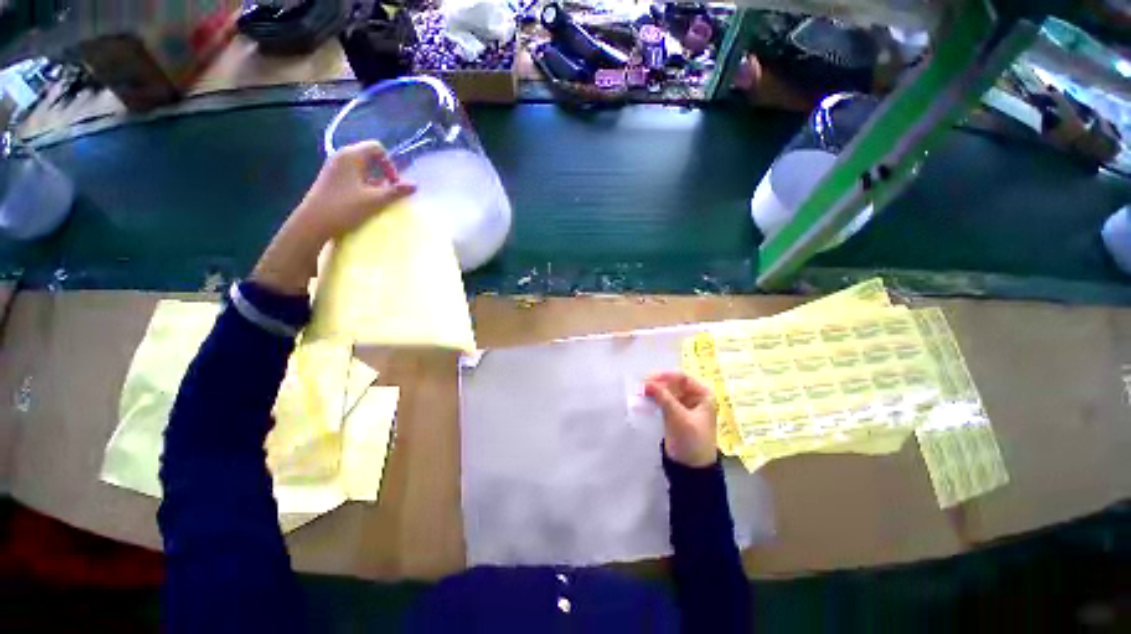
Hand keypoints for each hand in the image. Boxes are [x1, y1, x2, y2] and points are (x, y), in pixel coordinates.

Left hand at [251, 141, 415, 294]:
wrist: (313, 223)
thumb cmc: (345, 208)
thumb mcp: (375, 200)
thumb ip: (396, 191)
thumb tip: (415, 185)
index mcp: (351, 155)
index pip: (377, 148)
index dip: (389, 164)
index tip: (392, 183)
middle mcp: (341, 156)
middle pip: (368, 157)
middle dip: (382, 173)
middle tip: (387, 192)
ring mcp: (334, 168)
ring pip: (361, 168)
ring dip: (373, 181)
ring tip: (377, 199)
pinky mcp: (330, 179)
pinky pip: (352, 176)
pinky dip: (362, 185)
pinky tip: (364, 201)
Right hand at [645, 371, 717, 467]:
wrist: (692, 469)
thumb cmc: (692, 441)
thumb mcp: (679, 418)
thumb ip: (663, 398)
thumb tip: (646, 383)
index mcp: (702, 394)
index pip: (681, 378)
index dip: (664, 376)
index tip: (648, 379)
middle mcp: (693, 396)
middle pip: (671, 383)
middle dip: (656, 384)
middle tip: (640, 386)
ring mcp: (681, 404)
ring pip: (664, 391)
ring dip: (652, 391)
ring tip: (638, 392)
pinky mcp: (672, 413)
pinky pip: (660, 400)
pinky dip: (652, 399)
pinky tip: (641, 400)